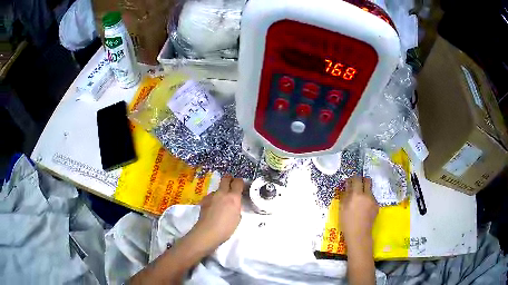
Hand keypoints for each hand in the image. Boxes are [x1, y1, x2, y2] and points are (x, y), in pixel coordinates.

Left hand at [191, 175, 243, 251]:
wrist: (207, 232)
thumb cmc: (226, 228)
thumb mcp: (237, 218)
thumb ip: (237, 208)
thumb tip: (234, 205)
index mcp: (233, 197)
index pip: (238, 182)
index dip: (240, 182)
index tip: (241, 186)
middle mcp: (222, 193)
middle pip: (226, 179)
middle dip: (229, 180)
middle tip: (231, 185)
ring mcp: (212, 196)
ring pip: (217, 189)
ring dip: (221, 192)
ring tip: (221, 203)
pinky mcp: (204, 200)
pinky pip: (211, 196)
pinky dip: (213, 199)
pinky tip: (213, 208)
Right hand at [340, 176, 377, 246]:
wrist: (359, 234)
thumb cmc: (347, 222)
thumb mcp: (342, 208)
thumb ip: (345, 195)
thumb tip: (347, 186)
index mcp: (357, 194)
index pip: (357, 179)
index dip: (353, 178)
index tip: (349, 181)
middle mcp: (367, 195)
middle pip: (367, 180)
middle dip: (362, 180)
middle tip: (357, 185)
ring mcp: (373, 200)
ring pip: (370, 190)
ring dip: (365, 191)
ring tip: (359, 201)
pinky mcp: (376, 206)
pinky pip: (372, 199)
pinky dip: (367, 200)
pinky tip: (363, 209)